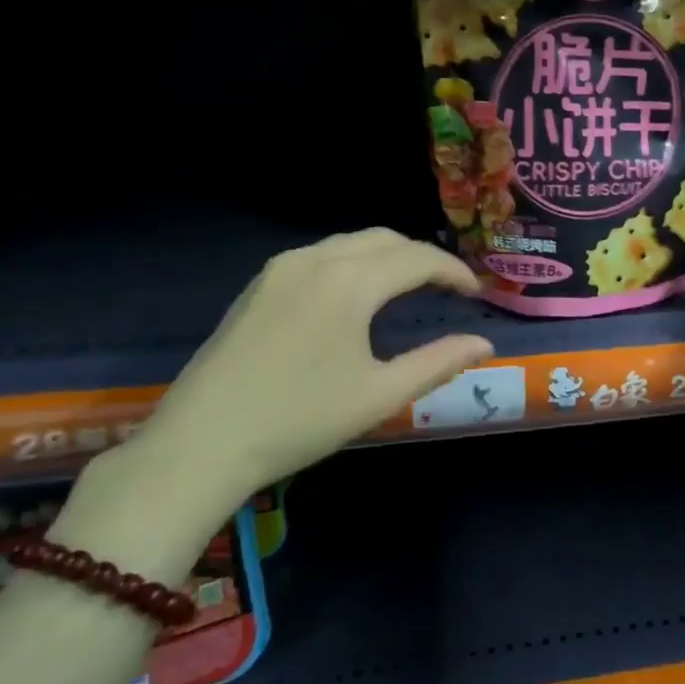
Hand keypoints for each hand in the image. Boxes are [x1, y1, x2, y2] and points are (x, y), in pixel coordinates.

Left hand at [125, 230, 492, 505]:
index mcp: (350, 282)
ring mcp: (281, 268)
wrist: (201, 444)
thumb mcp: (380, 395)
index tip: (476, 293)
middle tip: (447, 288)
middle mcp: (316, 259)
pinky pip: (320, 256)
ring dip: (387, 256)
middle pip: (385, 240)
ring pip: (350, 243)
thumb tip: (484, 344)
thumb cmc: (300, 420)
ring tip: (409, 287)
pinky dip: (353, 262)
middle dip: (422, 257)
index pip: (418, 259)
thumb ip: (438, 362)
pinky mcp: (258, 285)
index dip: (453, 272)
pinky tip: (356, 294)